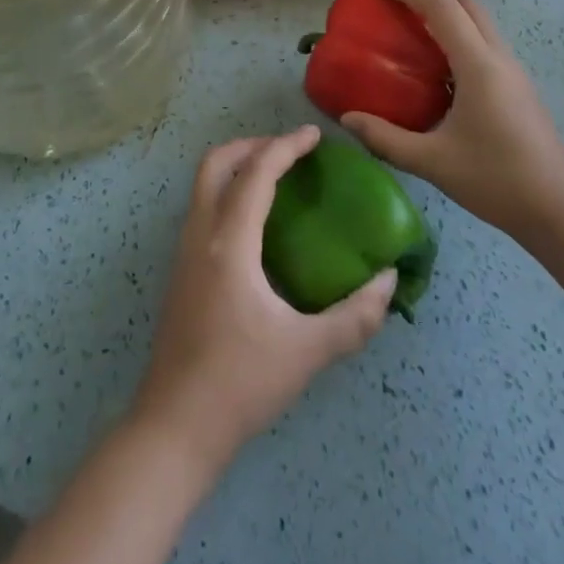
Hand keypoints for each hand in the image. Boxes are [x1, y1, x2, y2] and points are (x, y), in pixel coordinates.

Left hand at [132, 126, 396, 470]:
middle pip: (216, 163)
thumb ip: (354, 317)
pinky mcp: (181, 270)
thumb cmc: (240, 384)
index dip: (286, 146)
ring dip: (238, 168)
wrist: (174, 427)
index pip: (256, 173)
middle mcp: (200, 235)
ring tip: (276, 179)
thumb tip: (388, 280)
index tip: (314, 136)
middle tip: (289, 152)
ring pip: (204, 184)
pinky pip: (203, 208)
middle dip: (252, 146)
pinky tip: (256, 224)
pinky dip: (228, 193)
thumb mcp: (306, 352)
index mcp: (229, 243)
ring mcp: (184, 252)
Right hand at [342, 0, 563, 241]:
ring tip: (413, 39)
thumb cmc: (497, 180)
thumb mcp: (432, 162)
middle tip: (395, 12)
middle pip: (465, 5)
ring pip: (480, 23)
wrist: (562, 210)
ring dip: (447, 18)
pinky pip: (485, 45)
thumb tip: (346, 119)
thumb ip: (386, 138)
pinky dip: (460, 40)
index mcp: (478, 65)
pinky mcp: (519, 88)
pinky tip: (440, 75)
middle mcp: (498, 58)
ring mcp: (513, 72)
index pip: (441, 7)